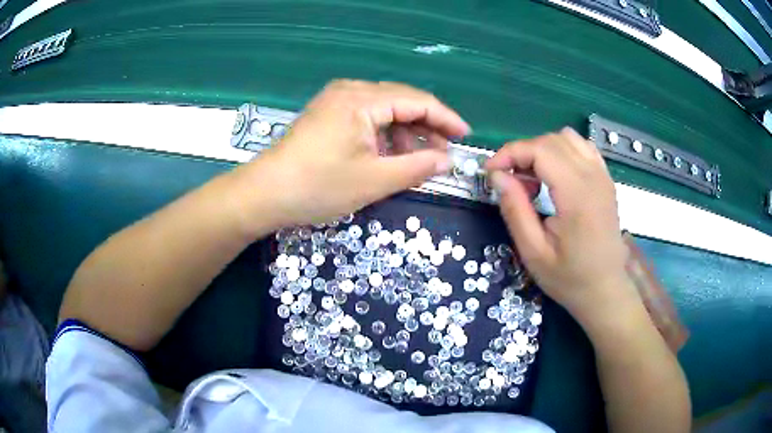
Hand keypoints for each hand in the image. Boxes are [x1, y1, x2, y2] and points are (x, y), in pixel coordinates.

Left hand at [234, 80, 469, 228]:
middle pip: (401, 101)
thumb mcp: (374, 180)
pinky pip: (366, 116)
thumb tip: (447, 161)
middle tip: (444, 153)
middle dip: (427, 126)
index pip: (417, 101)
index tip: (465, 136)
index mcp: (362, 99)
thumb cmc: (318, 187)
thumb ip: (417, 167)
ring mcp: (336, 100)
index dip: (446, 118)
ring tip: (418, 159)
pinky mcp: (327, 113)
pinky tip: (390, 154)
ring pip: (384, 109)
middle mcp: (350, 90)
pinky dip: (384, 134)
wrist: (264, 194)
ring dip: (405, 132)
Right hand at [486, 128, 637, 325]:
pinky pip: (582, 147)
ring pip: (567, 138)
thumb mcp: (534, 253)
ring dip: (542, 150)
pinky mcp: (606, 180)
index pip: (540, 150)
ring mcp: (603, 176)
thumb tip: (497, 176)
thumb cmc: (570, 278)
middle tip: (509, 181)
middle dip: (522, 153)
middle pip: (551, 140)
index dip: (510, 153)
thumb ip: (515, 210)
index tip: (490, 172)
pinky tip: (554, 175)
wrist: (606, 290)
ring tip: (532, 179)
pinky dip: (562, 151)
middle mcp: (594, 177)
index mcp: (577, 195)